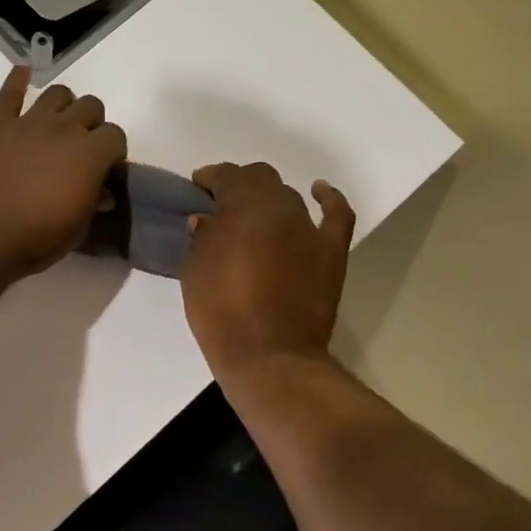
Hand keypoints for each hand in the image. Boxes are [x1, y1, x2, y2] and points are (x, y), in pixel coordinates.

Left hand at [0, 67, 127, 279]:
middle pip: (91, 106)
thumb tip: (102, 193)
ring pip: (57, 93)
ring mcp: (28, 122)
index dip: (112, 152)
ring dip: (63, 106)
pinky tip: (23, 72)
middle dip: (92, 125)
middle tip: (81, 149)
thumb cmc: (35, 238)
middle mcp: (64, 128)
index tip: (104, 169)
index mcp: (91, 154)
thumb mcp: (76, 229)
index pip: (116, 136)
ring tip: (57, 125)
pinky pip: (10, 93)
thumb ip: (92, 204)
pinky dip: (18, 80)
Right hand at [181, 163, 355, 380]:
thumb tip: (208, 220)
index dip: (210, 178)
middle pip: (260, 178)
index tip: (197, 189)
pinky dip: (327, 199)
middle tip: (222, 206)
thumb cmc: (221, 311)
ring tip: (255, 217)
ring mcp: (310, 227)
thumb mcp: (194, 270)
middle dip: (239, 185)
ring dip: (269, 200)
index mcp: (243, 206)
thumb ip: (202, 237)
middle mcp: (279, 206)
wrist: (270, 354)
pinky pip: (336, 214)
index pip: (226, 176)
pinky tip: (319, 191)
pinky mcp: (332, 251)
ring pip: (289, 196)